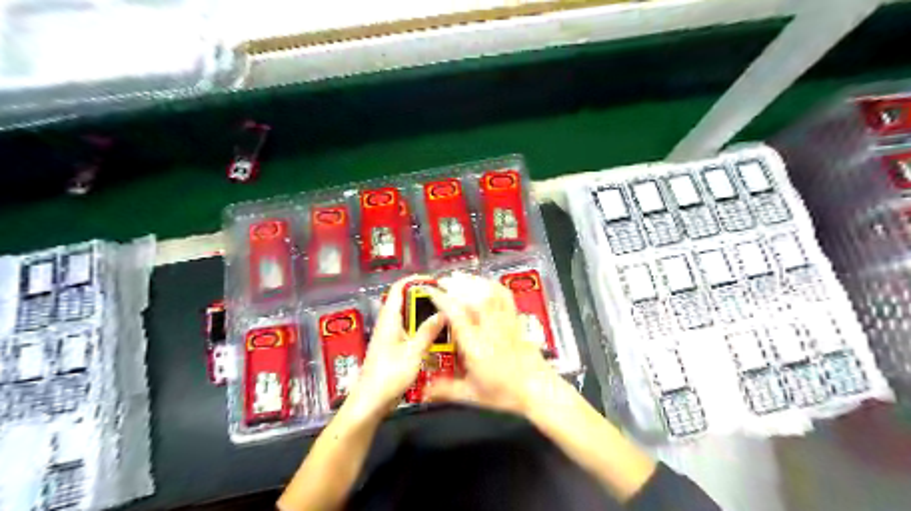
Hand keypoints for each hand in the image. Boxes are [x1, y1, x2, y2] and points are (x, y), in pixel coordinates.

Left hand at [344, 278, 446, 420]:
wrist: (370, 402)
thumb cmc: (389, 376)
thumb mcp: (413, 353)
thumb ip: (428, 332)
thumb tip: (443, 313)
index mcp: (389, 319)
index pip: (399, 289)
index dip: (414, 280)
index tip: (435, 280)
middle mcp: (389, 324)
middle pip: (406, 302)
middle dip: (425, 297)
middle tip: (446, 299)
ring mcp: (391, 336)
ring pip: (409, 317)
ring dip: (425, 314)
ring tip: (446, 315)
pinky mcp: (394, 348)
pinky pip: (410, 331)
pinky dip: (423, 329)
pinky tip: (437, 337)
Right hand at [423, 274, 566, 421]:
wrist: (538, 390)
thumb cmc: (505, 393)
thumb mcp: (471, 395)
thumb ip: (446, 390)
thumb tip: (424, 392)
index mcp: (476, 346)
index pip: (457, 314)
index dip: (442, 299)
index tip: (431, 291)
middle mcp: (490, 329)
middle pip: (474, 297)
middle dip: (456, 284)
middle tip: (443, 281)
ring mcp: (505, 322)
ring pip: (490, 293)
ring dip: (473, 282)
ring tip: (460, 278)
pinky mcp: (516, 321)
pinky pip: (505, 297)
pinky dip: (493, 286)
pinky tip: (485, 284)